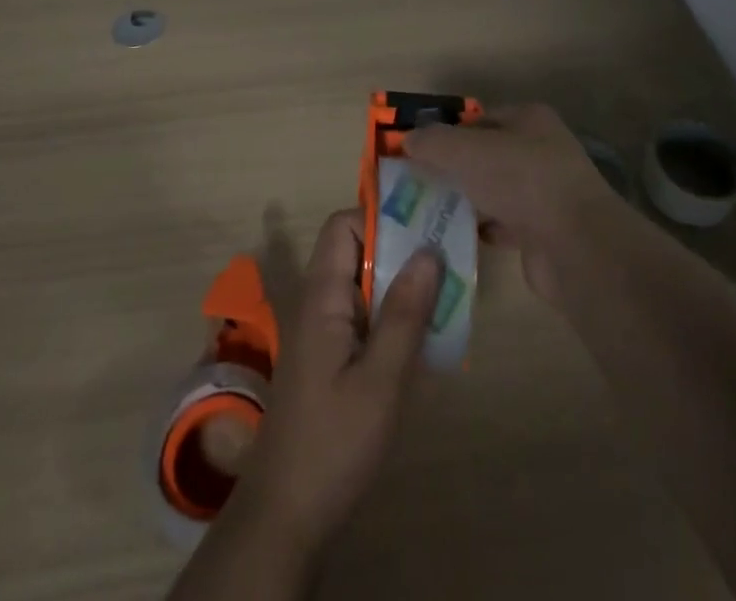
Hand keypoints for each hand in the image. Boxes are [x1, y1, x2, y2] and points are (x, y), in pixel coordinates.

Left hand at [240, 209, 440, 553]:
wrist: (287, 514)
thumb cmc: (334, 442)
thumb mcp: (380, 380)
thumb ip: (404, 314)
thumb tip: (429, 251)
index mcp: (321, 295)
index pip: (343, 226)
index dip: (380, 220)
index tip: (424, 230)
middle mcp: (319, 301)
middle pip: (356, 250)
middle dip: (401, 249)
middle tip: (449, 261)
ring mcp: (324, 329)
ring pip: (364, 283)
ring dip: (402, 284)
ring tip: (447, 293)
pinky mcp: (332, 356)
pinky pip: (364, 314)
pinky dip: (393, 314)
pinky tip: (426, 335)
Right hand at [404, 103, 613, 303]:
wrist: (574, 246)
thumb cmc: (520, 180)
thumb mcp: (465, 151)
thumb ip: (432, 142)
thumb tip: (407, 140)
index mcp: (529, 119)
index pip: (480, 118)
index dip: (448, 132)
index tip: (417, 151)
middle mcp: (541, 150)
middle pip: (486, 155)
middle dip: (454, 167)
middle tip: (417, 182)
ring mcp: (545, 192)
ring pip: (494, 190)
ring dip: (467, 199)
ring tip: (428, 210)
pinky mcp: (544, 231)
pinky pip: (504, 223)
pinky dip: (482, 228)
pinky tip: (455, 235)